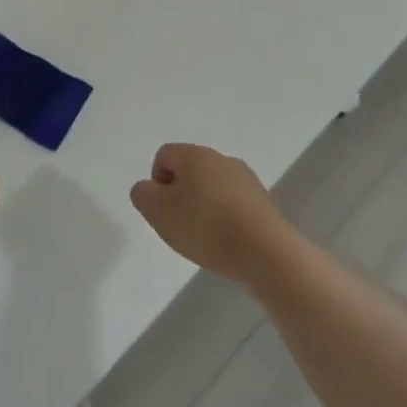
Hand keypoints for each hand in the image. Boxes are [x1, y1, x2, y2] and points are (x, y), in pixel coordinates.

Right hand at [130, 143, 288, 284]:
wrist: (264, 252)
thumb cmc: (204, 225)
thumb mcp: (156, 211)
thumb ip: (142, 194)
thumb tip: (150, 188)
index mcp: (194, 154)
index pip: (163, 156)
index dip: (156, 183)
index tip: (163, 210)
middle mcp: (221, 158)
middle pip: (189, 172)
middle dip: (179, 197)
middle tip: (179, 226)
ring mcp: (246, 179)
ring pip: (212, 189)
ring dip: (203, 209)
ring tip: (205, 238)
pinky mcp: (263, 202)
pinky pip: (233, 205)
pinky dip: (225, 220)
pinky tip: (227, 242)